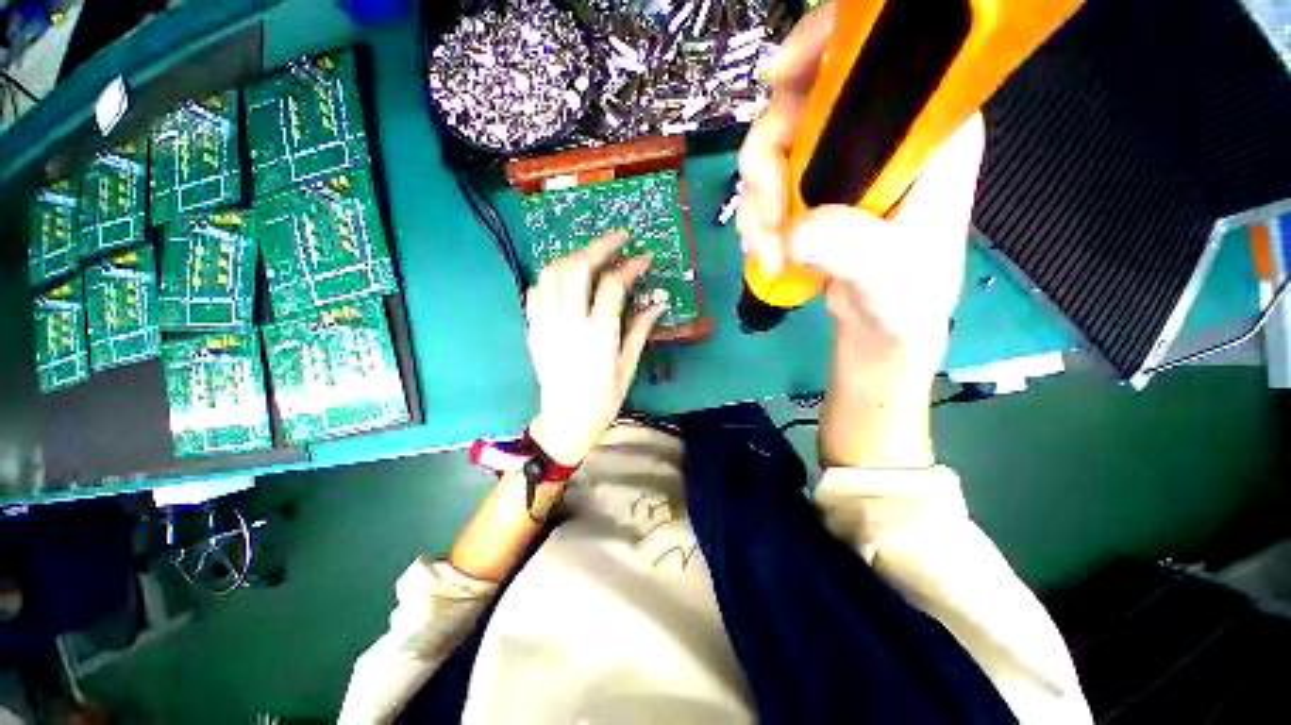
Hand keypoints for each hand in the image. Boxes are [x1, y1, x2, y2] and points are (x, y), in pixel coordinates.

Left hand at [526, 232, 665, 465]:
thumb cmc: (603, 399)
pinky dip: (552, 277)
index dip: (630, 266)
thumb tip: (659, 302)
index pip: (613, 285)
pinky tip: (567, 279)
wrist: (565, 421)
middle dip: (600, 246)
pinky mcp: (533, 329)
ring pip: (552, 273)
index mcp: (598, 335)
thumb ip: (640, 329)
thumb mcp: (628, 366)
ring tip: (592, 255)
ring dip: (574, 256)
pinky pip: (536, 291)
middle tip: (618, 239)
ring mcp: (546, 324)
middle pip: (578, 268)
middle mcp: (568, 323)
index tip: (644, 258)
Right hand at [738, 2, 984, 378]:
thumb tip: (796, 231)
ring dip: (757, 205)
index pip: (879, 53)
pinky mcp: (809, 196)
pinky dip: (755, 221)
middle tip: (769, 219)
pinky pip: (764, 190)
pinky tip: (765, 253)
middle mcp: (877, 135)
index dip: (822, 46)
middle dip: (767, 162)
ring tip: (768, 254)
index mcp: (923, 131)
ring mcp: (837, 166)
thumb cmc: (906, 299)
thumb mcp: (892, 275)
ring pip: (772, 152)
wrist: (882, 327)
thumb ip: (854, 248)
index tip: (777, 78)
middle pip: (800, 105)